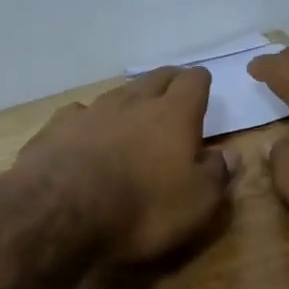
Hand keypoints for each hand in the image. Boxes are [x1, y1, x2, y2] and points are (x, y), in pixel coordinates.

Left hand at [17, 66, 238, 261]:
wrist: (62, 210)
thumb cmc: (143, 208)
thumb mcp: (196, 203)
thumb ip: (216, 175)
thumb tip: (230, 155)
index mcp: (174, 115)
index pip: (194, 81)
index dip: (200, 82)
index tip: (203, 87)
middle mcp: (134, 102)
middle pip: (156, 78)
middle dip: (168, 82)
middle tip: (174, 93)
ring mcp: (92, 111)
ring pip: (118, 92)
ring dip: (130, 99)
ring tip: (134, 111)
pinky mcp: (58, 126)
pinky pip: (79, 113)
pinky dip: (89, 119)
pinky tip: (86, 131)